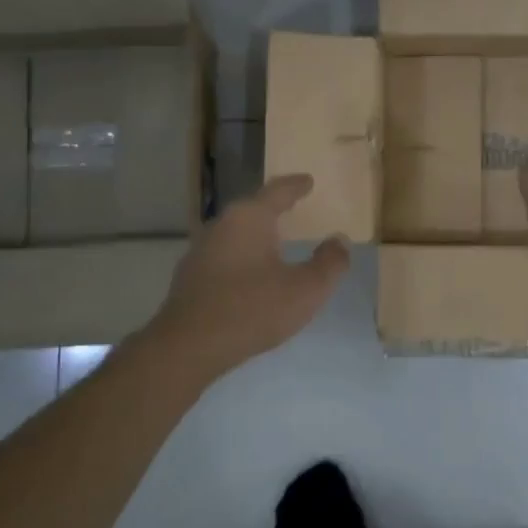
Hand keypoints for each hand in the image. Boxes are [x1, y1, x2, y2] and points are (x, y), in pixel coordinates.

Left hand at [147, 174, 349, 379]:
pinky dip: (242, 257)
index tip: (308, 181)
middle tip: (294, 207)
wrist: (188, 346)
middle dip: (274, 208)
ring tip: (276, 241)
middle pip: (253, 209)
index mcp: (250, 218)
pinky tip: (251, 275)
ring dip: (257, 235)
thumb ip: (329, 263)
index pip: (278, 191)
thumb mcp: (306, 290)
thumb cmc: (252, 309)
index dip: (296, 186)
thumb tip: (339, 240)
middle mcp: (222, 225)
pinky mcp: (190, 276)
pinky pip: (224, 256)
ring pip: (236, 233)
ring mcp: (201, 250)